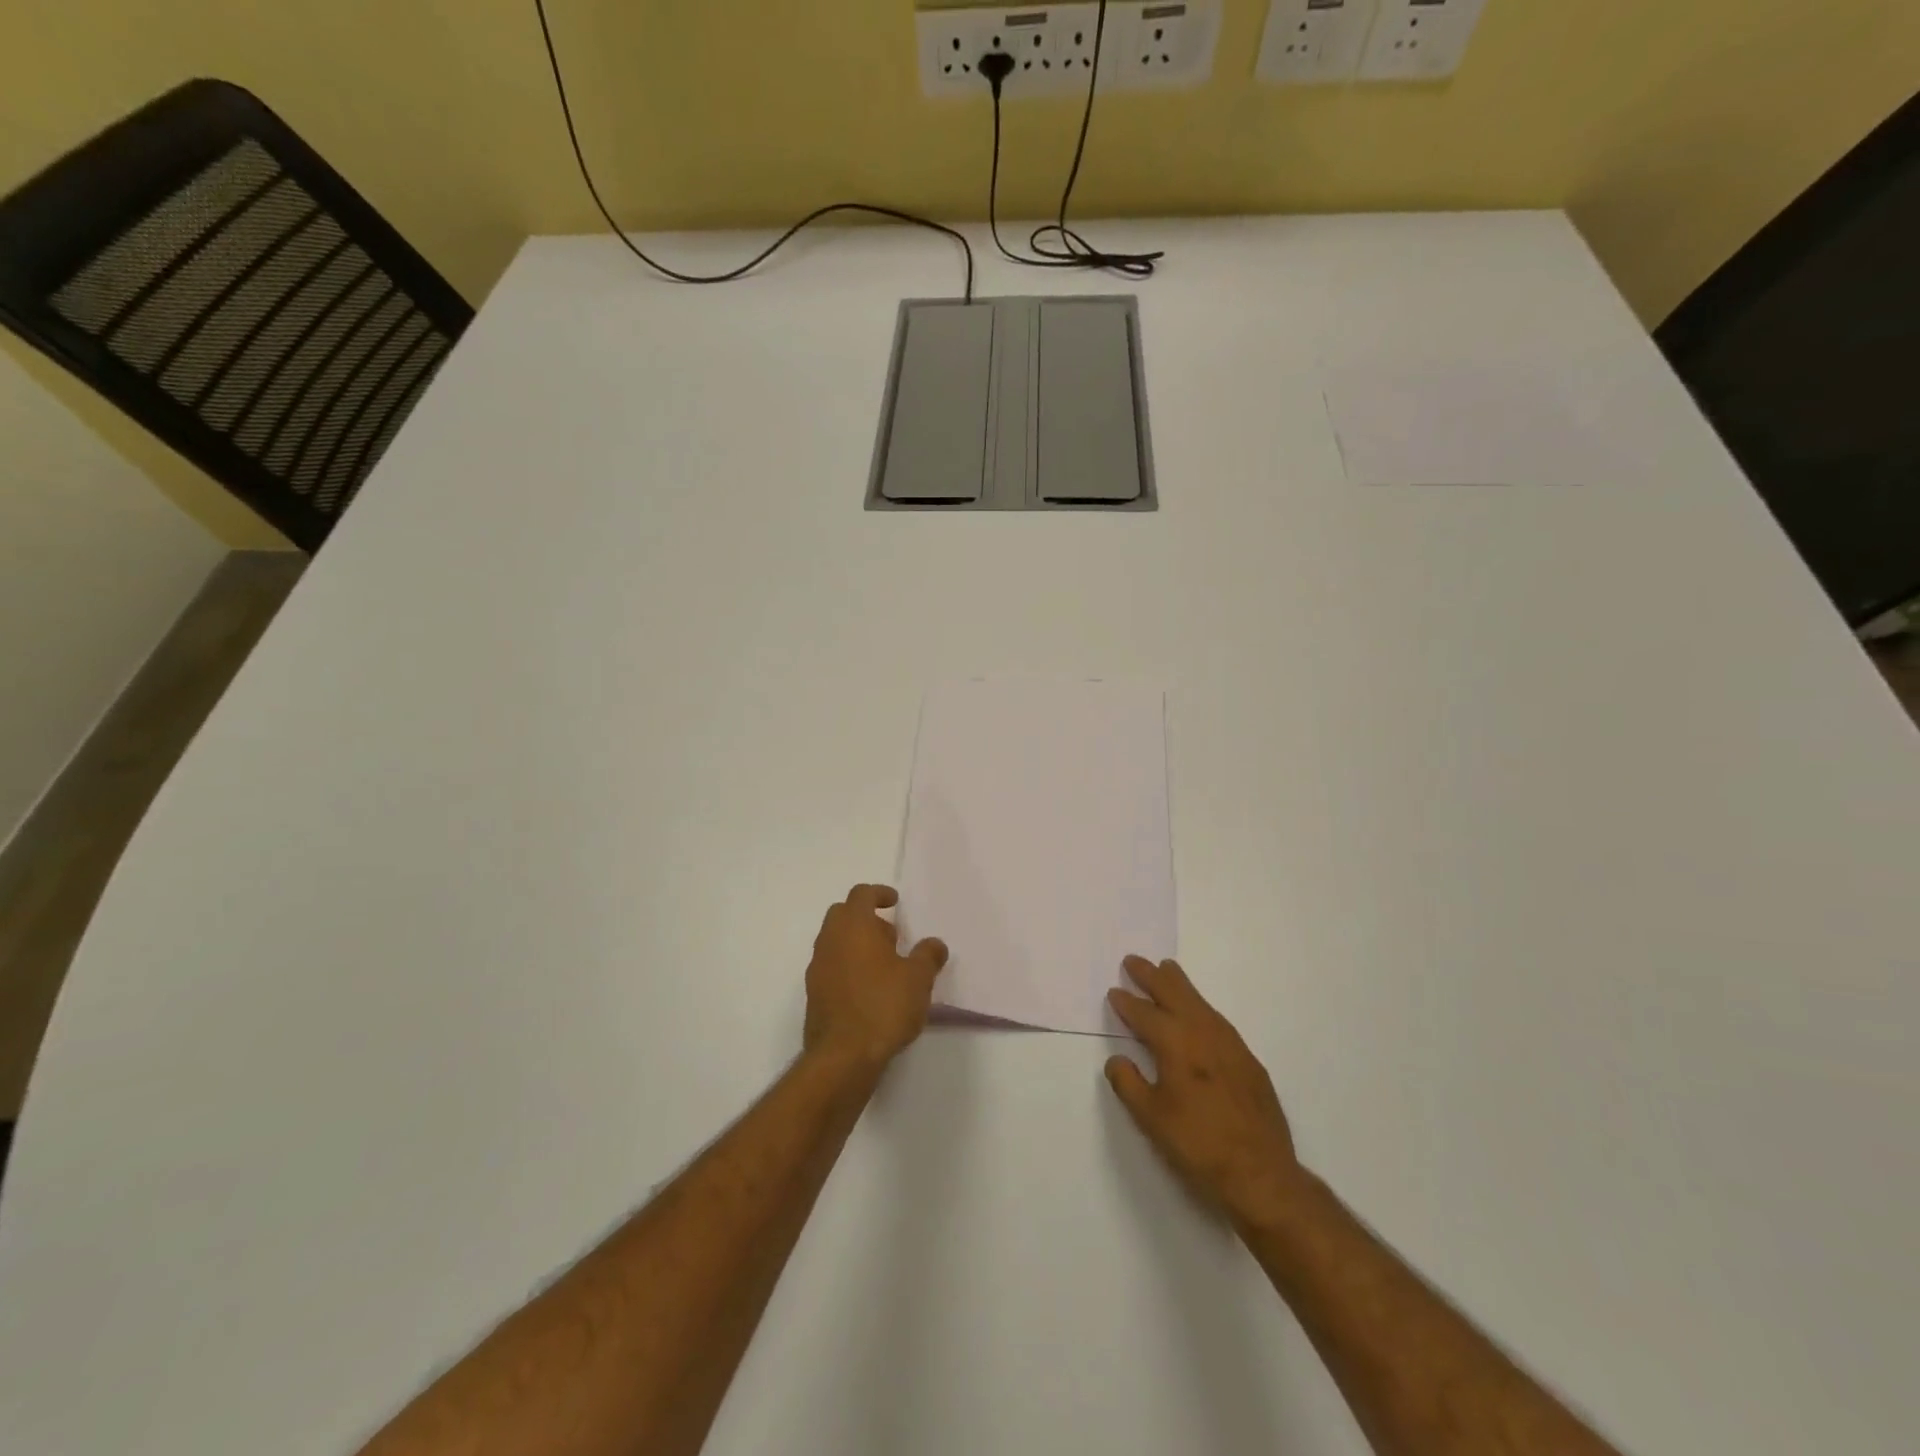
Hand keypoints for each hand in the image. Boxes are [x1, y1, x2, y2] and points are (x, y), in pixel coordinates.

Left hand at [803, 885, 948, 1070]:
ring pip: (835, 941)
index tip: (894, 901)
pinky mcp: (814, 994)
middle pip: (843, 914)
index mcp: (853, 926)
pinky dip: (848, 966)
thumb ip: (928, 955)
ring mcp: (817, 967)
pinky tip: (869, 989)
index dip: (879, 893)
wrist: (843, 1056)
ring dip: (856, 943)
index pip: (861, 894)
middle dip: (866, 918)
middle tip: (891, 936)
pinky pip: (831, 966)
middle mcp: (830, 940)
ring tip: (885, 966)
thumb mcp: (918, 979)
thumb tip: (934, 944)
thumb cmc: (883, 1006)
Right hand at [1105, 957, 1304, 1226]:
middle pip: (1174, 994)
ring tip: (1167, 969)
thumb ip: (1128, 1083)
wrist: (1261, 1174)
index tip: (1114, 992)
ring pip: (1199, 1002)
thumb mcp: (1151, 1118)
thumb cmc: (1198, 1145)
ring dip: (1179, 984)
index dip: (1126, 1002)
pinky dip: (1201, 1006)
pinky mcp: (1248, 1060)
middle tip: (1134, 961)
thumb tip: (1117, 1059)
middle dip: (1152, 976)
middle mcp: (1202, 1033)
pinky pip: (1217, 1019)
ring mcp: (1230, 1044)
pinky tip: (1199, 1011)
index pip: (1144, 1014)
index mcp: (1175, 1044)